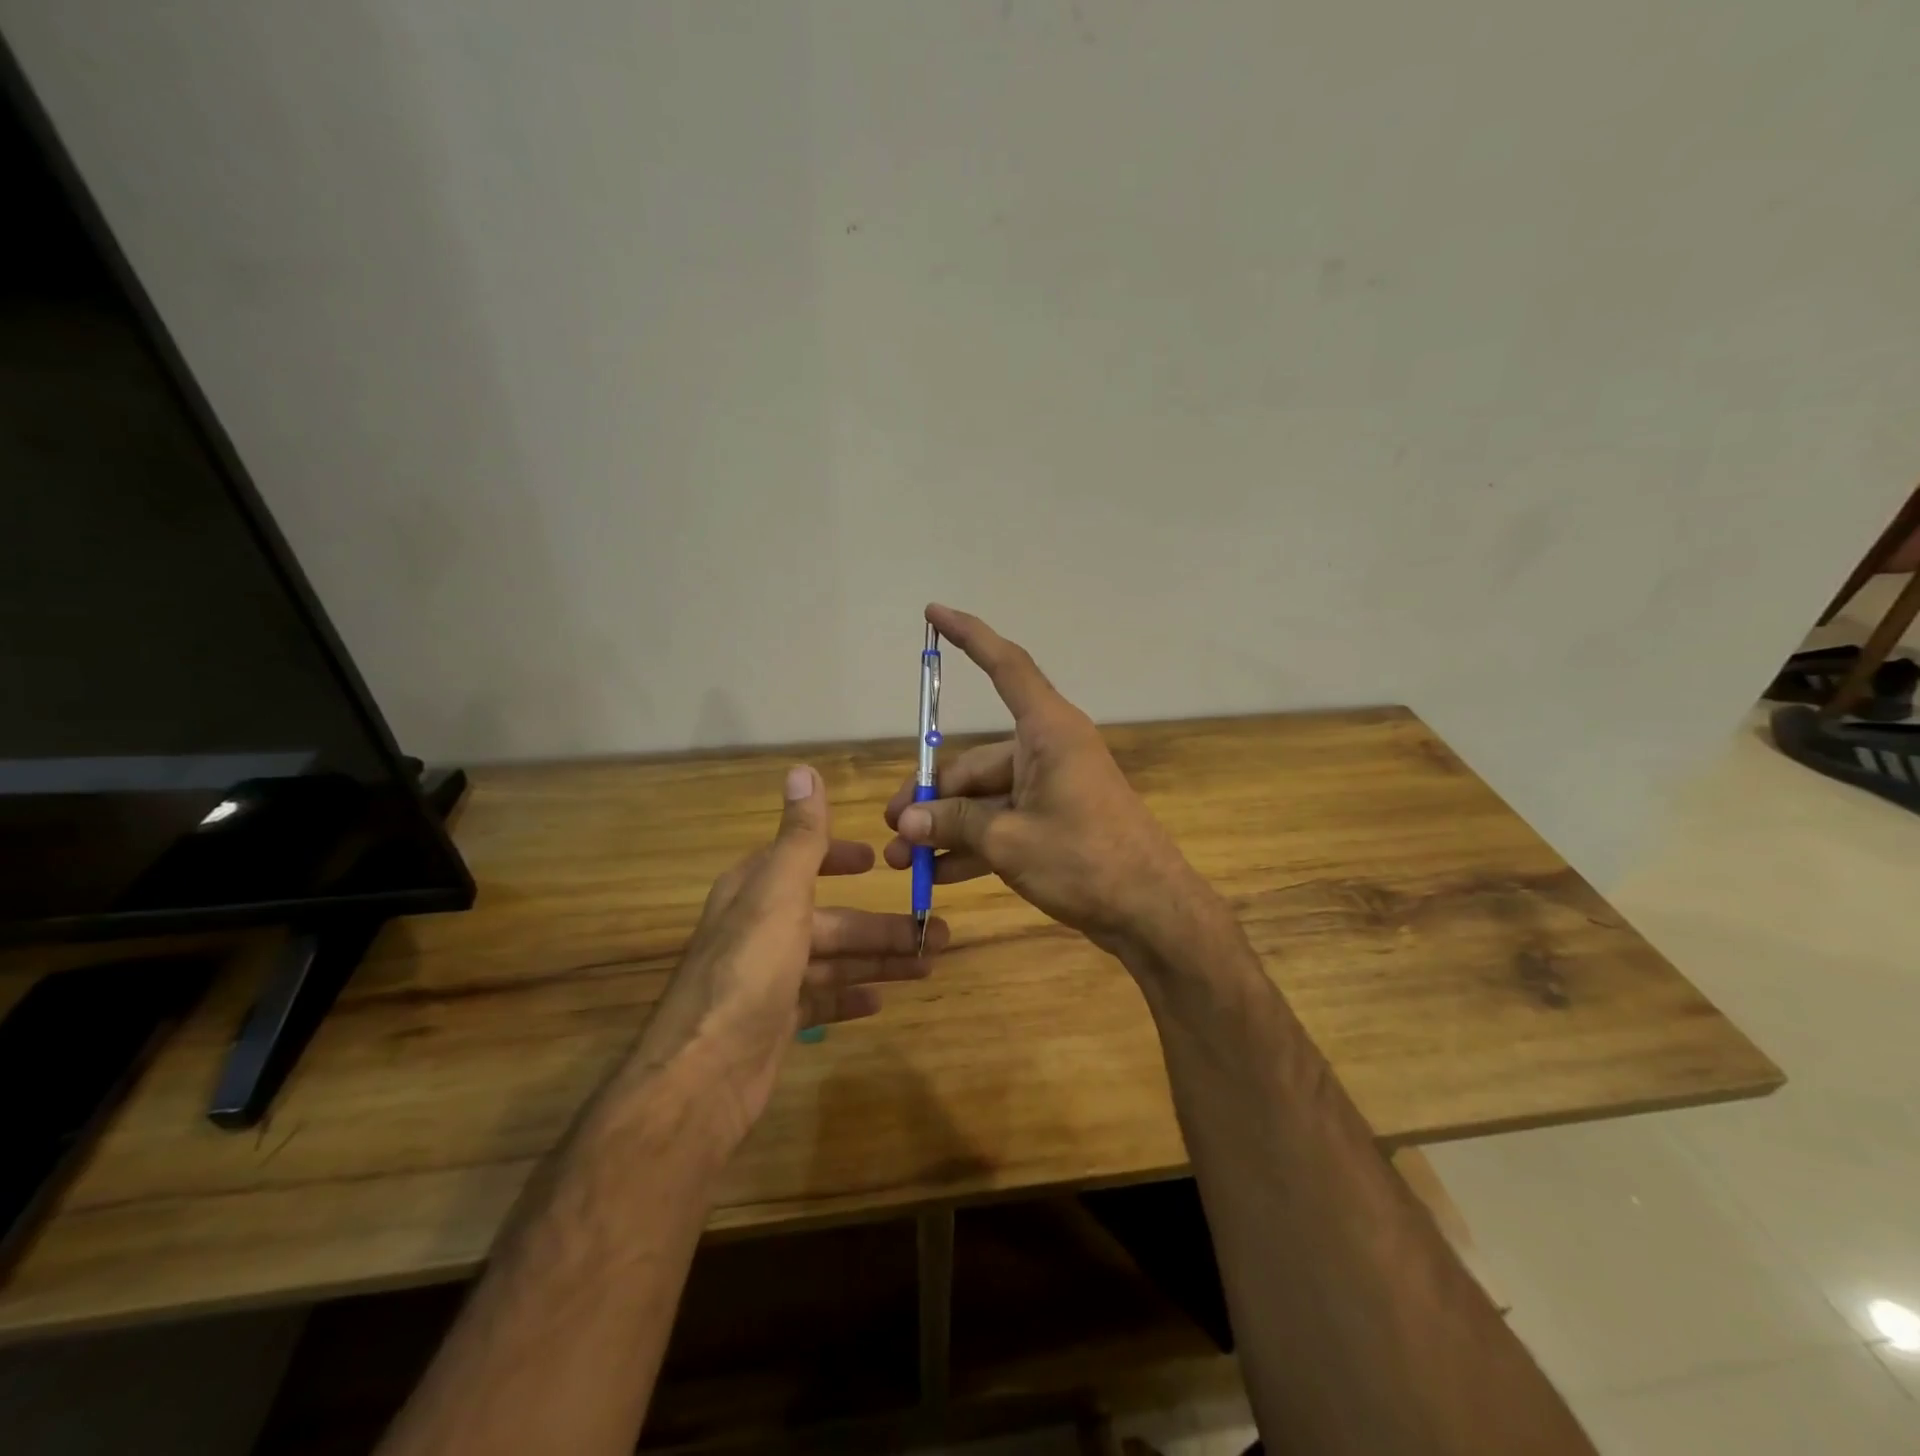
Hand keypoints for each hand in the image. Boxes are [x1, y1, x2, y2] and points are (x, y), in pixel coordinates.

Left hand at [636, 764, 946, 1149]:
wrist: (703, 1075)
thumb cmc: (748, 970)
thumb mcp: (779, 892)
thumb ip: (800, 836)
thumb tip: (802, 770)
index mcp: (757, 892)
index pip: (801, 860)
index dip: (839, 857)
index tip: (878, 861)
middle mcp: (760, 930)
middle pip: (832, 919)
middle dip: (881, 925)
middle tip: (936, 932)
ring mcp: (768, 980)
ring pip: (834, 960)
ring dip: (879, 960)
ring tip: (928, 964)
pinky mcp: (775, 1022)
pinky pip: (822, 1000)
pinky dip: (850, 996)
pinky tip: (880, 1001)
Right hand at [882, 605, 1207, 959]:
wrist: (1151, 912)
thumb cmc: (1085, 861)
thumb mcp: (1010, 841)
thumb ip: (955, 823)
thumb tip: (907, 822)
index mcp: (1048, 732)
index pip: (1005, 666)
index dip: (969, 636)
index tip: (934, 613)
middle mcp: (1048, 750)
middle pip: (975, 761)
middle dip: (932, 797)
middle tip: (895, 830)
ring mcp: (1051, 788)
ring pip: (984, 798)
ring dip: (946, 828)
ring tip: (904, 860)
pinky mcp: (1053, 821)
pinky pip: (1002, 823)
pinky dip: (973, 845)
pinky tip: (938, 875)